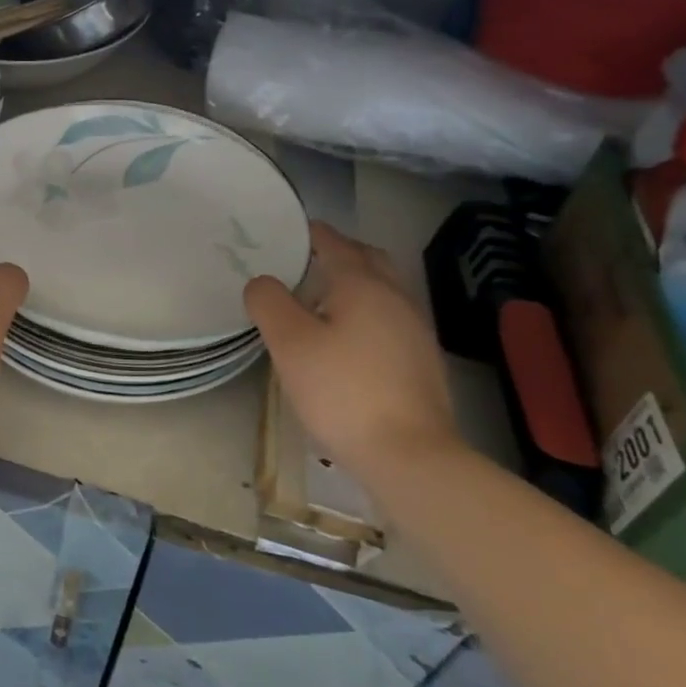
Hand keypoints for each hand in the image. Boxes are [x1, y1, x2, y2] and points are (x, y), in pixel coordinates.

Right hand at [244, 221, 461, 477]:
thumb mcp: (290, 345)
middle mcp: (396, 299)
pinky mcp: (423, 363)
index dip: (314, 234)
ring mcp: (416, 331)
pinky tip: (350, 339)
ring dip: (357, 284)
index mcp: (363, 286)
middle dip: (342, 253)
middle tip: (310, 260)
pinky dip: (368, 313)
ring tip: (324, 300)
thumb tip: (263, 282)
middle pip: (370, 260)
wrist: (411, 456)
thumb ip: (270, 304)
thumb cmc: (343, 392)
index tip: (294, 230)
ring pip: (385, 291)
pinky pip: (391, 319)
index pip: (336, 245)